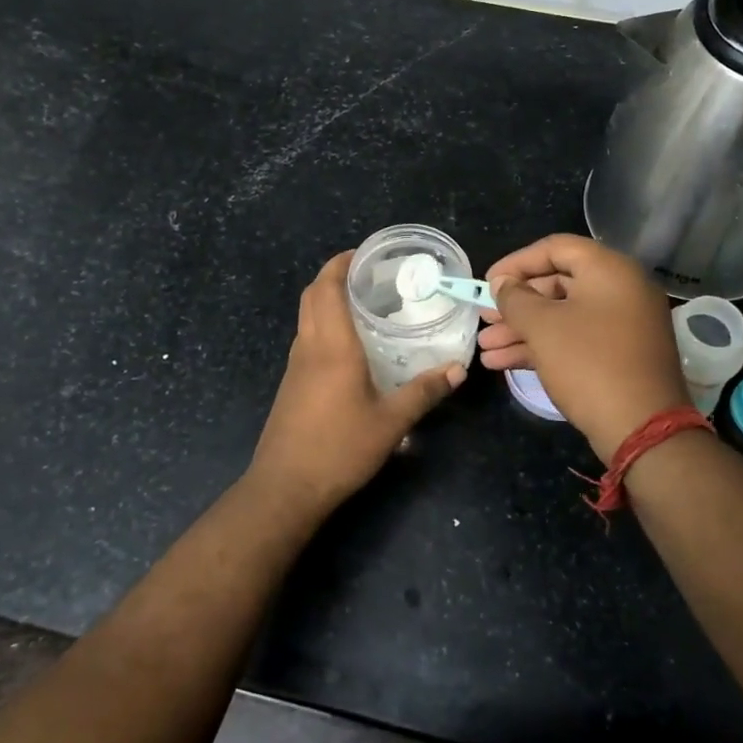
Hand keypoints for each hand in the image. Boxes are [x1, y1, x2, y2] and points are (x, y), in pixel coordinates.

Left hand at [248, 252, 464, 514]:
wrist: (285, 488)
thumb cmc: (339, 448)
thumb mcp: (391, 422)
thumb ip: (424, 392)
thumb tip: (457, 370)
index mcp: (332, 346)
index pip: (327, 288)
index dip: (340, 263)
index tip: (363, 253)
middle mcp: (309, 348)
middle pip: (312, 296)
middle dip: (334, 277)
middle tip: (369, 276)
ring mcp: (295, 367)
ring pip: (306, 318)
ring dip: (327, 302)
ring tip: (364, 305)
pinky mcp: (291, 386)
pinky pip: (307, 340)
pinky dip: (324, 327)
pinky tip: (351, 348)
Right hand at [479, 234, 686, 462]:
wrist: (641, 428)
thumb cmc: (589, 364)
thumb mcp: (543, 327)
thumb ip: (515, 299)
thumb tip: (503, 284)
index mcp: (610, 270)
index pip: (556, 248)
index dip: (516, 262)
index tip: (487, 282)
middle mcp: (621, 290)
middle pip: (558, 284)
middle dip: (516, 304)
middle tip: (484, 319)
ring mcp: (623, 325)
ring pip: (563, 316)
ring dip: (522, 330)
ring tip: (485, 349)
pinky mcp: (619, 355)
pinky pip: (576, 339)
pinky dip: (542, 347)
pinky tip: (503, 363)